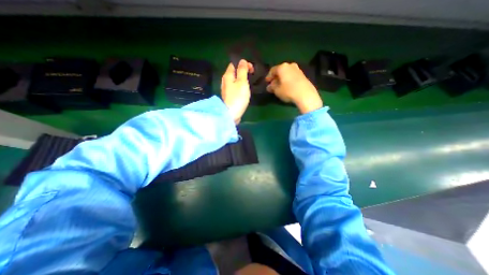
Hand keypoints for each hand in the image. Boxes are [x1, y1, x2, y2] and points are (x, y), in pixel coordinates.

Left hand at [221, 60, 253, 125]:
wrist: (231, 114)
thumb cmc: (238, 97)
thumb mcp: (242, 82)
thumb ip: (242, 71)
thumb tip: (242, 61)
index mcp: (227, 76)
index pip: (234, 64)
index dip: (243, 64)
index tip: (252, 69)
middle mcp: (225, 81)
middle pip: (234, 72)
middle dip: (243, 71)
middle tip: (252, 75)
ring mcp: (226, 90)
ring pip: (234, 80)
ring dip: (242, 79)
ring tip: (249, 82)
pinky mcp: (229, 97)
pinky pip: (235, 88)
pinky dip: (240, 86)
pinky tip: (244, 91)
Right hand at [266, 62, 323, 113]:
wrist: (305, 94)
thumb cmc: (288, 91)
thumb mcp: (277, 90)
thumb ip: (272, 87)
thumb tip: (269, 86)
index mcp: (282, 67)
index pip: (272, 70)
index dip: (268, 77)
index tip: (267, 82)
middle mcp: (290, 65)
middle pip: (280, 71)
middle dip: (276, 77)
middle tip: (273, 84)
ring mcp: (297, 69)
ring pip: (287, 73)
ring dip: (282, 79)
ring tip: (280, 86)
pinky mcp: (303, 75)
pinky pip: (292, 76)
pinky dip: (288, 80)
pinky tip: (287, 86)